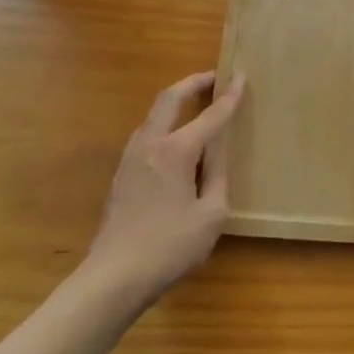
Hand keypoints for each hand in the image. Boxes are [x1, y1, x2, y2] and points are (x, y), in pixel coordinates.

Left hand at [83, 72, 243, 309]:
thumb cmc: (169, 247)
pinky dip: (165, 123)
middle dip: (194, 83)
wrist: (113, 278)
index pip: (211, 115)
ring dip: (176, 102)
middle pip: (170, 98)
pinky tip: (175, 139)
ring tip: (196, 104)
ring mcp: (130, 158)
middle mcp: (151, 144)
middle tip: (214, 77)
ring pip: (154, 115)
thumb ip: (218, 174)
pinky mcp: (121, 174)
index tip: (241, 75)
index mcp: (177, 150)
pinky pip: (146, 134)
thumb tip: (218, 148)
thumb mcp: (211, 214)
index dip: (229, 96)